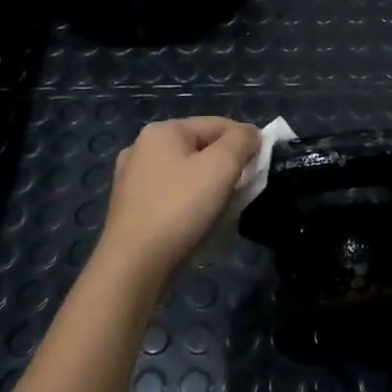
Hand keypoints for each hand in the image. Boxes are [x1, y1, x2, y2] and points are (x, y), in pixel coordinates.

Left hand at [99, 117, 261, 281]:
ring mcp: (130, 178)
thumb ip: (242, 141)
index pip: (217, 124)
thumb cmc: (180, 209)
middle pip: (200, 147)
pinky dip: (188, 201)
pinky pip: (170, 193)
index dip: (245, 141)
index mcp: (162, 131)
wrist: (133, 266)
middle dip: (226, 165)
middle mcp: (141, 147)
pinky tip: (196, 220)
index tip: (262, 166)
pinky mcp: (129, 207)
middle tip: (243, 190)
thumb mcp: (221, 167)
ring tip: (223, 208)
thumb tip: (251, 134)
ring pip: (185, 172)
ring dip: (208, 185)